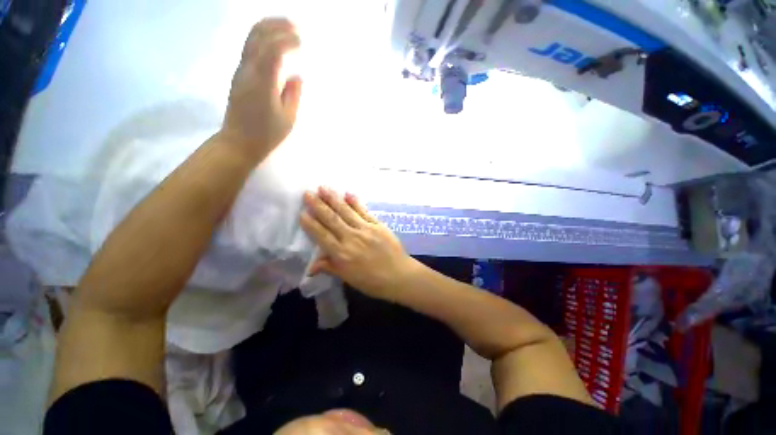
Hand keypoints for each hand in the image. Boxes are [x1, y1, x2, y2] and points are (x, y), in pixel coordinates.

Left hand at [220, 18, 302, 161]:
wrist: (238, 143)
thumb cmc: (266, 135)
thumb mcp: (288, 118)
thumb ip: (293, 94)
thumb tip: (296, 76)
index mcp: (262, 82)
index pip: (273, 49)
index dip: (288, 40)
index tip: (302, 41)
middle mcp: (248, 71)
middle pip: (257, 35)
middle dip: (276, 25)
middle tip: (294, 24)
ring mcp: (241, 72)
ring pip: (251, 39)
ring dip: (268, 28)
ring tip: (285, 28)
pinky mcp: (239, 76)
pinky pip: (250, 49)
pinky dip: (263, 40)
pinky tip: (274, 43)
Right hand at [300, 187, 418, 301]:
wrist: (399, 275)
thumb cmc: (372, 281)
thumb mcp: (348, 278)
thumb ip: (330, 268)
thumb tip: (310, 268)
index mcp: (342, 253)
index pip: (322, 235)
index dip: (311, 224)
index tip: (302, 212)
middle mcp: (351, 238)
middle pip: (332, 219)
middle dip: (318, 205)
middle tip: (308, 193)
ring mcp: (366, 229)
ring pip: (346, 211)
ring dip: (334, 198)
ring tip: (323, 188)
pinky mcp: (378, 225)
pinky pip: (364, 211)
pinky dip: (355, 202)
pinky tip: (348, 193)